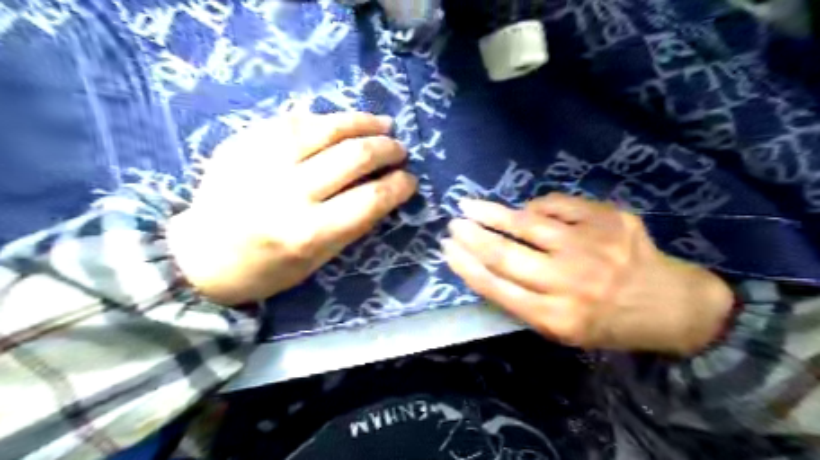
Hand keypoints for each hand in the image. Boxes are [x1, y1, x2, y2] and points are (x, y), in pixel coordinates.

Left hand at [169, 112, 418, 304]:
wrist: (200, 257)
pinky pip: (293, 120)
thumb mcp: (319, 259)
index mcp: (308, 233)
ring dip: (362, 122)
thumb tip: (384, 189)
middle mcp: (287, 193)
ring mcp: (261, 161)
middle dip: (386, 149)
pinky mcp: (242, 142)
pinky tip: (341, 122)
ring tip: (381, 124)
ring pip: (325, 127)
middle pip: (353, 156)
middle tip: (400, 150)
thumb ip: (353, 224)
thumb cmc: (268, 269)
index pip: (370, 199)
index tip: (410, 179)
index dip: (398, 185)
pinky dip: (325, 119)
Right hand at [446, 192, 732, 353]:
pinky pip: (559, 205)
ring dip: (493, 212)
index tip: (447, 249)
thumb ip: (524, 301)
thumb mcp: (562, 331)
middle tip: (453, 223)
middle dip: (472, 236)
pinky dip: (537, 206)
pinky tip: (527, 209)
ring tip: (471, 204)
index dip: (466, 265)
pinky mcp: (609, 220)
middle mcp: (571, 282)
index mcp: (557, 316)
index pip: (497, 287)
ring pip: (528, 223)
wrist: (670, 305)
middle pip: (506, 254)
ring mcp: (592, 246)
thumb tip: (487, 263)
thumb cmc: (607, 323)